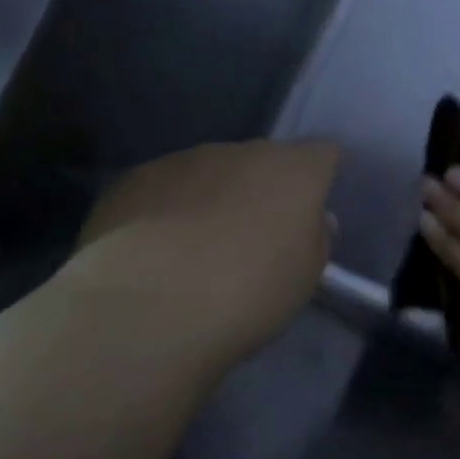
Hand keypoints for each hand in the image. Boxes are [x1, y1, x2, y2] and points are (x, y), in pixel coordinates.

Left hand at [55, 140, 339, 369]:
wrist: (148, 307)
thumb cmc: (248, 293)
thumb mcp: (306, 278)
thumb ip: (315, 239)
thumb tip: (313, 219)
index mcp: (296, 170)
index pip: (322, 154)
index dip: (318, 178)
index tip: (309, 212)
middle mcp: (245, 151)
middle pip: (264, 160)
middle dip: (263, 188)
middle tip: (254, 236)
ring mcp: (187, 159)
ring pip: (212, 171)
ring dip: (214, 197)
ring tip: (197, 248)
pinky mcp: (136, 178)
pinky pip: (166, 187)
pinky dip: (168, 208)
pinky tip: (155, 250)